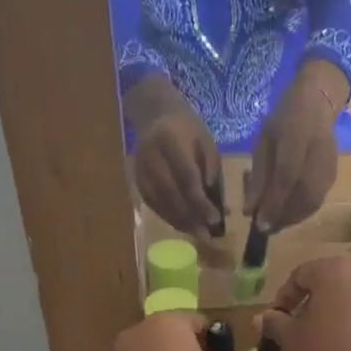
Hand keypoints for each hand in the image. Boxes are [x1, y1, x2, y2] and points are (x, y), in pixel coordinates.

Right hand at [128, 84, 224, 237]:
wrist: (156, 115)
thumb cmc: (188, 129)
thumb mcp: (207, 142)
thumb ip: (211, 169)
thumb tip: (213, 201)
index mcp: (170, 140)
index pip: (186, 176)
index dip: (200, 201)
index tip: (215, 219)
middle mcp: (150, 155)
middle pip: (170, 192)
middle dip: (190, 216)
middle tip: (206, 235)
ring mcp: (139, 168)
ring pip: (159, 201)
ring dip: (178, 221)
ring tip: (197, 235)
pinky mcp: (135, 178)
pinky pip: (152, 202)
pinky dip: (167, 216)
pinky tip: (182, 225)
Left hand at [247, 60, 345, 231]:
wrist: (318, 104)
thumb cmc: (284, 120)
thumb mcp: (263, 141)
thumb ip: (258, 176)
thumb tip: (249, 210)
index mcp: (297, 136)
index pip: (286, 176)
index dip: (273, 202)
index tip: (258, 223)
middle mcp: (317, 152)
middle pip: (303, 194)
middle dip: (282, 216)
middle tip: (264, 229)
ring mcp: (329, 165)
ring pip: (313, 201)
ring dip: (292, 218)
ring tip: (274, 225)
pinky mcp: (334, 174)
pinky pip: (318, 200)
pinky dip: (302, 212)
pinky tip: (287, 215)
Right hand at [257, 257, 350, 350]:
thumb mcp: (291, 337)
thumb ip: (273, 323)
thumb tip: (261, 318)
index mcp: (332, 269)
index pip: (298, 276)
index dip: (282, 299)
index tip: (273, 324)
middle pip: (321, 288)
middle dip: (302, 311)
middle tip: (289, 335)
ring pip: (338, 304)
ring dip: (319, 322)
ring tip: (306, 349)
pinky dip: (339, 329)